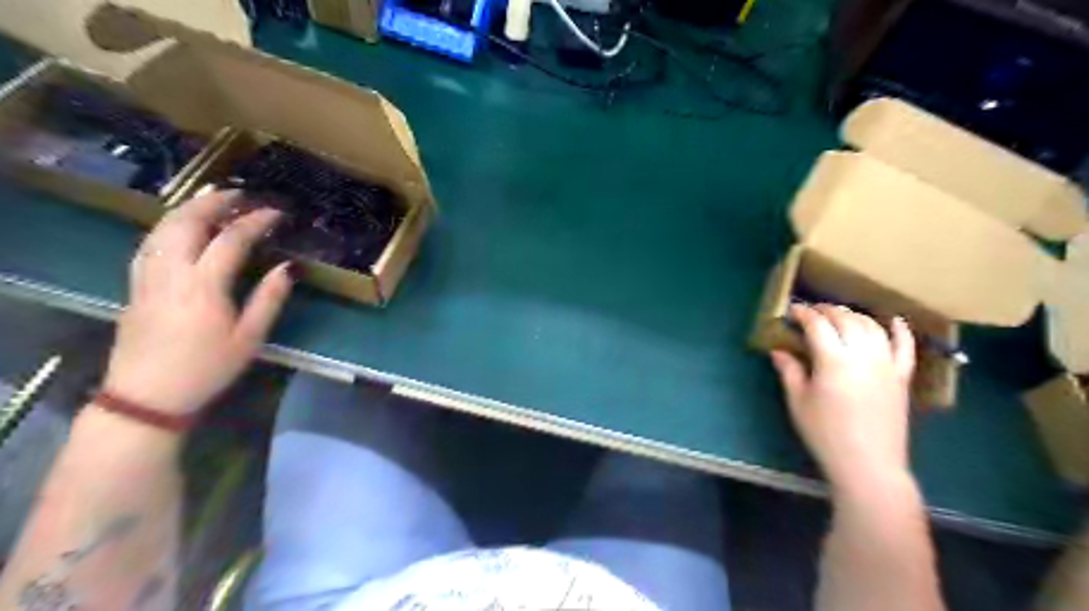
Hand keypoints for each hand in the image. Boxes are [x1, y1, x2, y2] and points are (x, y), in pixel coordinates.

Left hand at [102, 193, 292, 418]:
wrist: (148, 396)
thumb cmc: (207, 368)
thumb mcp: (249, 337)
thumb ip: (269, 298)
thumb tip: (288, 267)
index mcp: (203, 286)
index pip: (230, 239)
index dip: (255, 221)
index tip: (276, 213)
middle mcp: (171, 272)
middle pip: (187, 222)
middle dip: (215, 202)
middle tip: (241, 194)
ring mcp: (147, 277)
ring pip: (162, 228)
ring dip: (188, 208)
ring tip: (212, 200)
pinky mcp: (134, 285)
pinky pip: (149, 243)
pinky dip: (168, 226)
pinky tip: (180, 227)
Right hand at [769, 304, 912, 492]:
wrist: (868, 464)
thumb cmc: (825, 433)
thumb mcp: (798, 401)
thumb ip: (789, 371)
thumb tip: (778, 350)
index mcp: (833, 360)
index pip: (817, 325)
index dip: (803, 313)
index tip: (791, 310)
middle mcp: (863, 355)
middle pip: (846, 320)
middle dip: (827, 310)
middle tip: (811, 311)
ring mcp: (886, 364)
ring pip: (872, 327)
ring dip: (854, 315)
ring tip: (838, 315)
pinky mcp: (902, 377)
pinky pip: (905, 347)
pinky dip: (900, 330)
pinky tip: (893, 319)